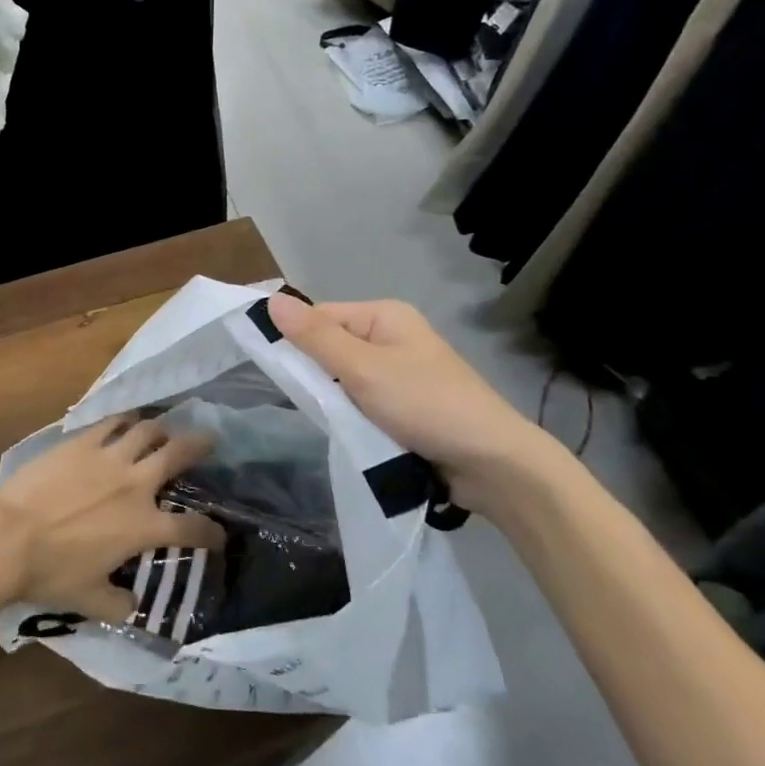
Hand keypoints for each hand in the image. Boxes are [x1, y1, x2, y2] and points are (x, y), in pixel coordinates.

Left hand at [0, 416, 226, 622]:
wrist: (10, 536)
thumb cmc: (52, 572)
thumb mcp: (90, 600)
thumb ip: (118, 604)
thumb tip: (133, 606)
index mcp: (143, 526)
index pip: (191, 528)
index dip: (211, 532)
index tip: (219, 535)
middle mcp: (135, 484)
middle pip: (178, 454)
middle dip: (200, 445)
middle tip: (210, 439)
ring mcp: (109, 456)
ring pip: (147, 430)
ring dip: (161, 428)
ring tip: (165, 428)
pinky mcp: (83, 441)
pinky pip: (112, 422)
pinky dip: (126, 419)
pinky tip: (127, 420)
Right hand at [267, 293, 568, 509]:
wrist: (494, 465)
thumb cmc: (425, 405)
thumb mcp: (363, 370)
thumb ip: (315, 337)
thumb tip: (270, 300)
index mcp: (384, 315)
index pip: (321, 317)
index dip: (296, 341)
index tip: (278, 374)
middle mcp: (393, 336)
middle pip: (333, 347)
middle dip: (317, 375)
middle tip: (305, 402)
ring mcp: (403, 372)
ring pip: (347, 378)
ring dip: (335, 399)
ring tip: (327, 421)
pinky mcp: (409, 405)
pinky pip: (365, 401)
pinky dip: (354, 415)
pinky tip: (348, 432)